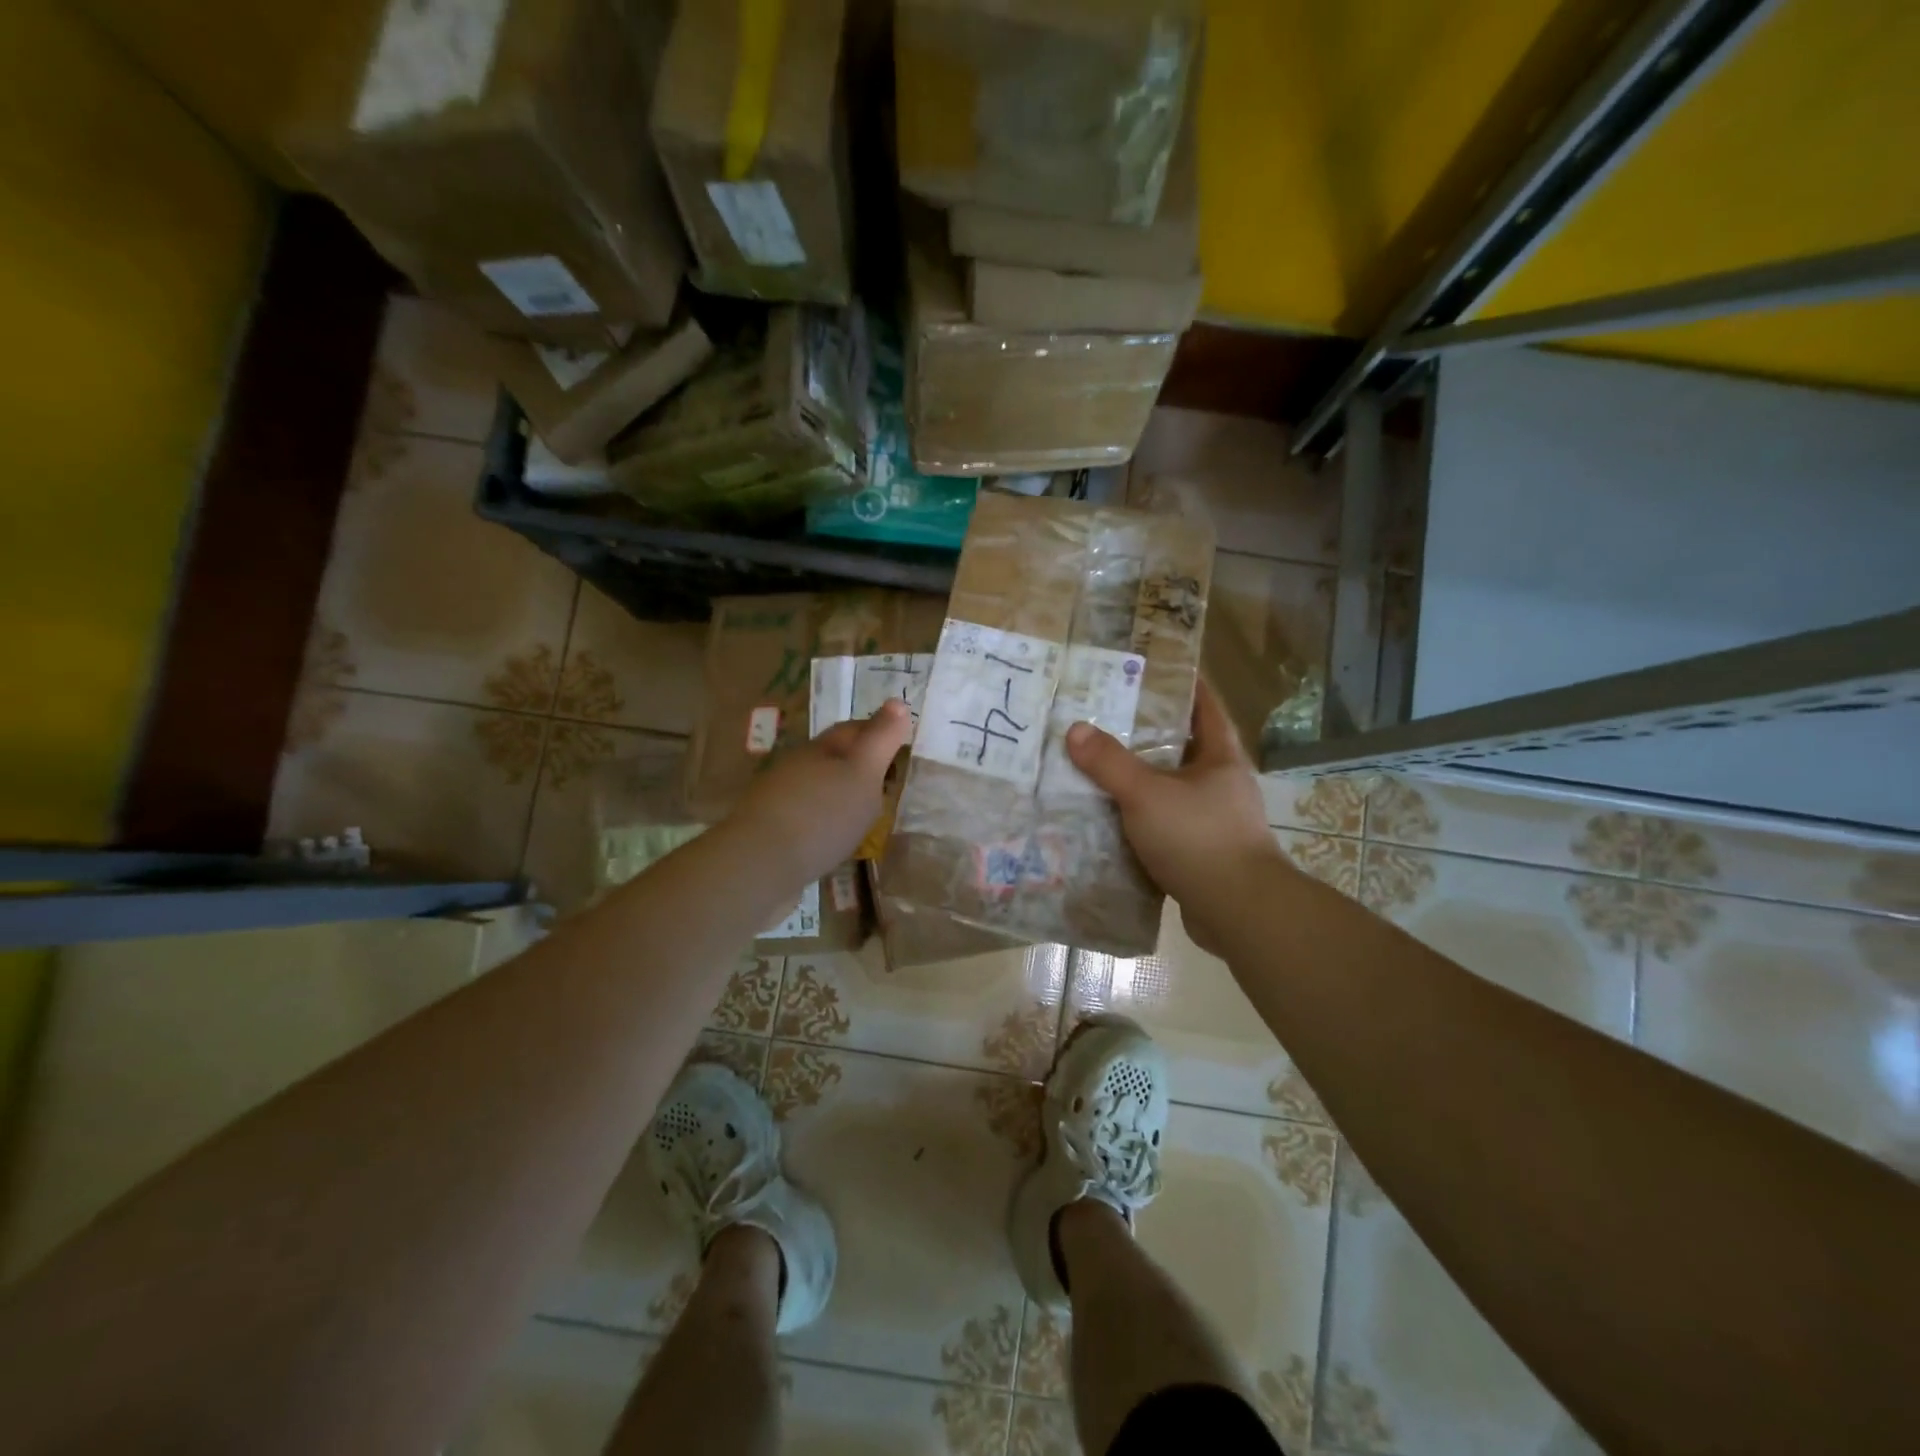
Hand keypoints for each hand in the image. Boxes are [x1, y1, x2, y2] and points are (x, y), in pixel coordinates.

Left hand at [726, 699, 914, 887]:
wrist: (760, 864)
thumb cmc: (822, 814)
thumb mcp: (863, 773)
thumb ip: (881, 739)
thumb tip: (898, 702)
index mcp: (821, 747)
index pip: (854, 728)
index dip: (879, 732)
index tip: (902, 746)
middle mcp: (797, 764)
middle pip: (835, 755)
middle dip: (860, 763)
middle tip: (889, 782)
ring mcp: (780, 796)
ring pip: (819, 785)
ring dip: (841, 793)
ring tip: (865, 813)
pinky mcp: (771, 828)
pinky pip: (807, 814)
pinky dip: (825, 819)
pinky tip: (834, 837)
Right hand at [1065, 679, 1287, 955]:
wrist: (1238, 911)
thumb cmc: (1199, 838)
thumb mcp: (1146, 794)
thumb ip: (1110, 763)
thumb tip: (1074, 730)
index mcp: (1221, 757)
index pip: (1205, 706)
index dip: (1183, 683)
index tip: (1152, 668)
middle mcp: (1221, 784)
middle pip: (1183, 747)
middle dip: (1148, 733)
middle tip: (1106, 716)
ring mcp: (1213, 820)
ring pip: (1170, 788)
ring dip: (1140, 778)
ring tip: (1098, 765)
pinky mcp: (1201, 852)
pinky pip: (1163, 824)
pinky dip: (1139, 818)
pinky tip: (1108, 818)